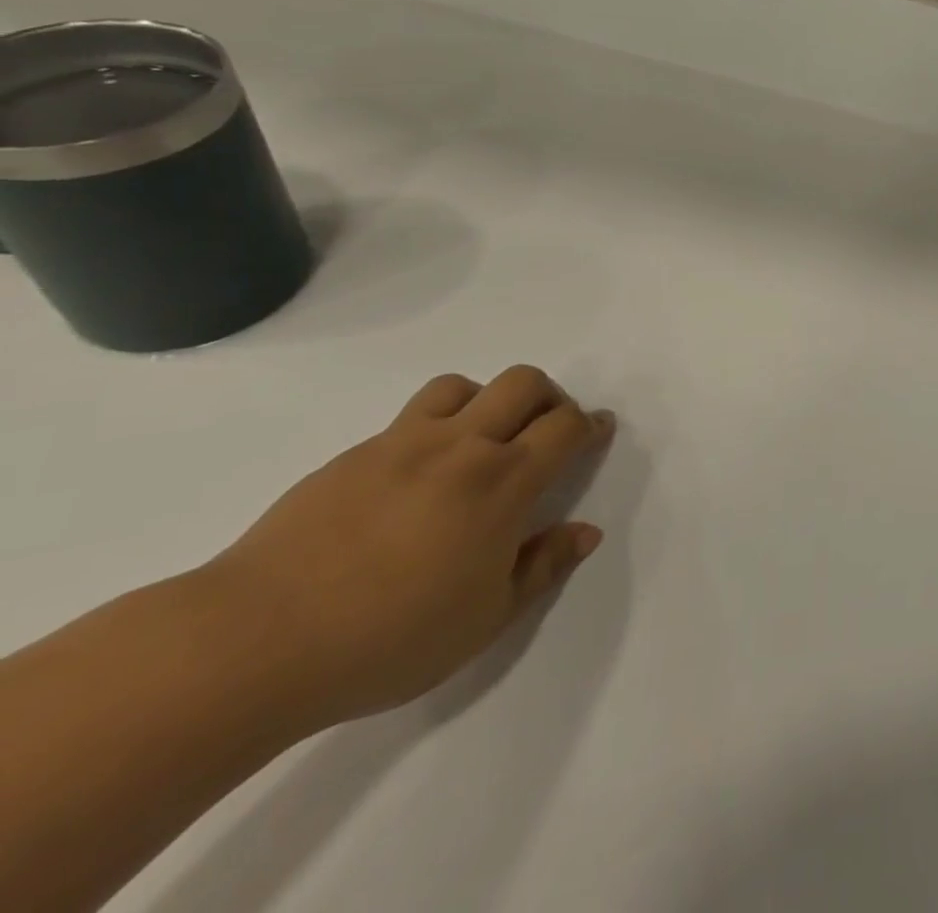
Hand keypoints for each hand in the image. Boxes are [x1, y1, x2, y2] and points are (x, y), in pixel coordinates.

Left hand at [198, 366, 613, 728]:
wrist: (252, 642)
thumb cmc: (387, 639)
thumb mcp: (485, 619)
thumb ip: (543, 567)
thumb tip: (586, 531)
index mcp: (503, 482)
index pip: (565, 427)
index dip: (590, 424)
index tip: (598, 430)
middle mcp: (461, 447)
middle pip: (523, 383)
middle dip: (548, 397)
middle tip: (546, 431)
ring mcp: (403, 444)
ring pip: (463, 386)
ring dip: (487, 402)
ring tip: (480, 442)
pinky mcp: (353, 455)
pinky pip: (410, 416)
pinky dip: (434, 427)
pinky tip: (417, 476)